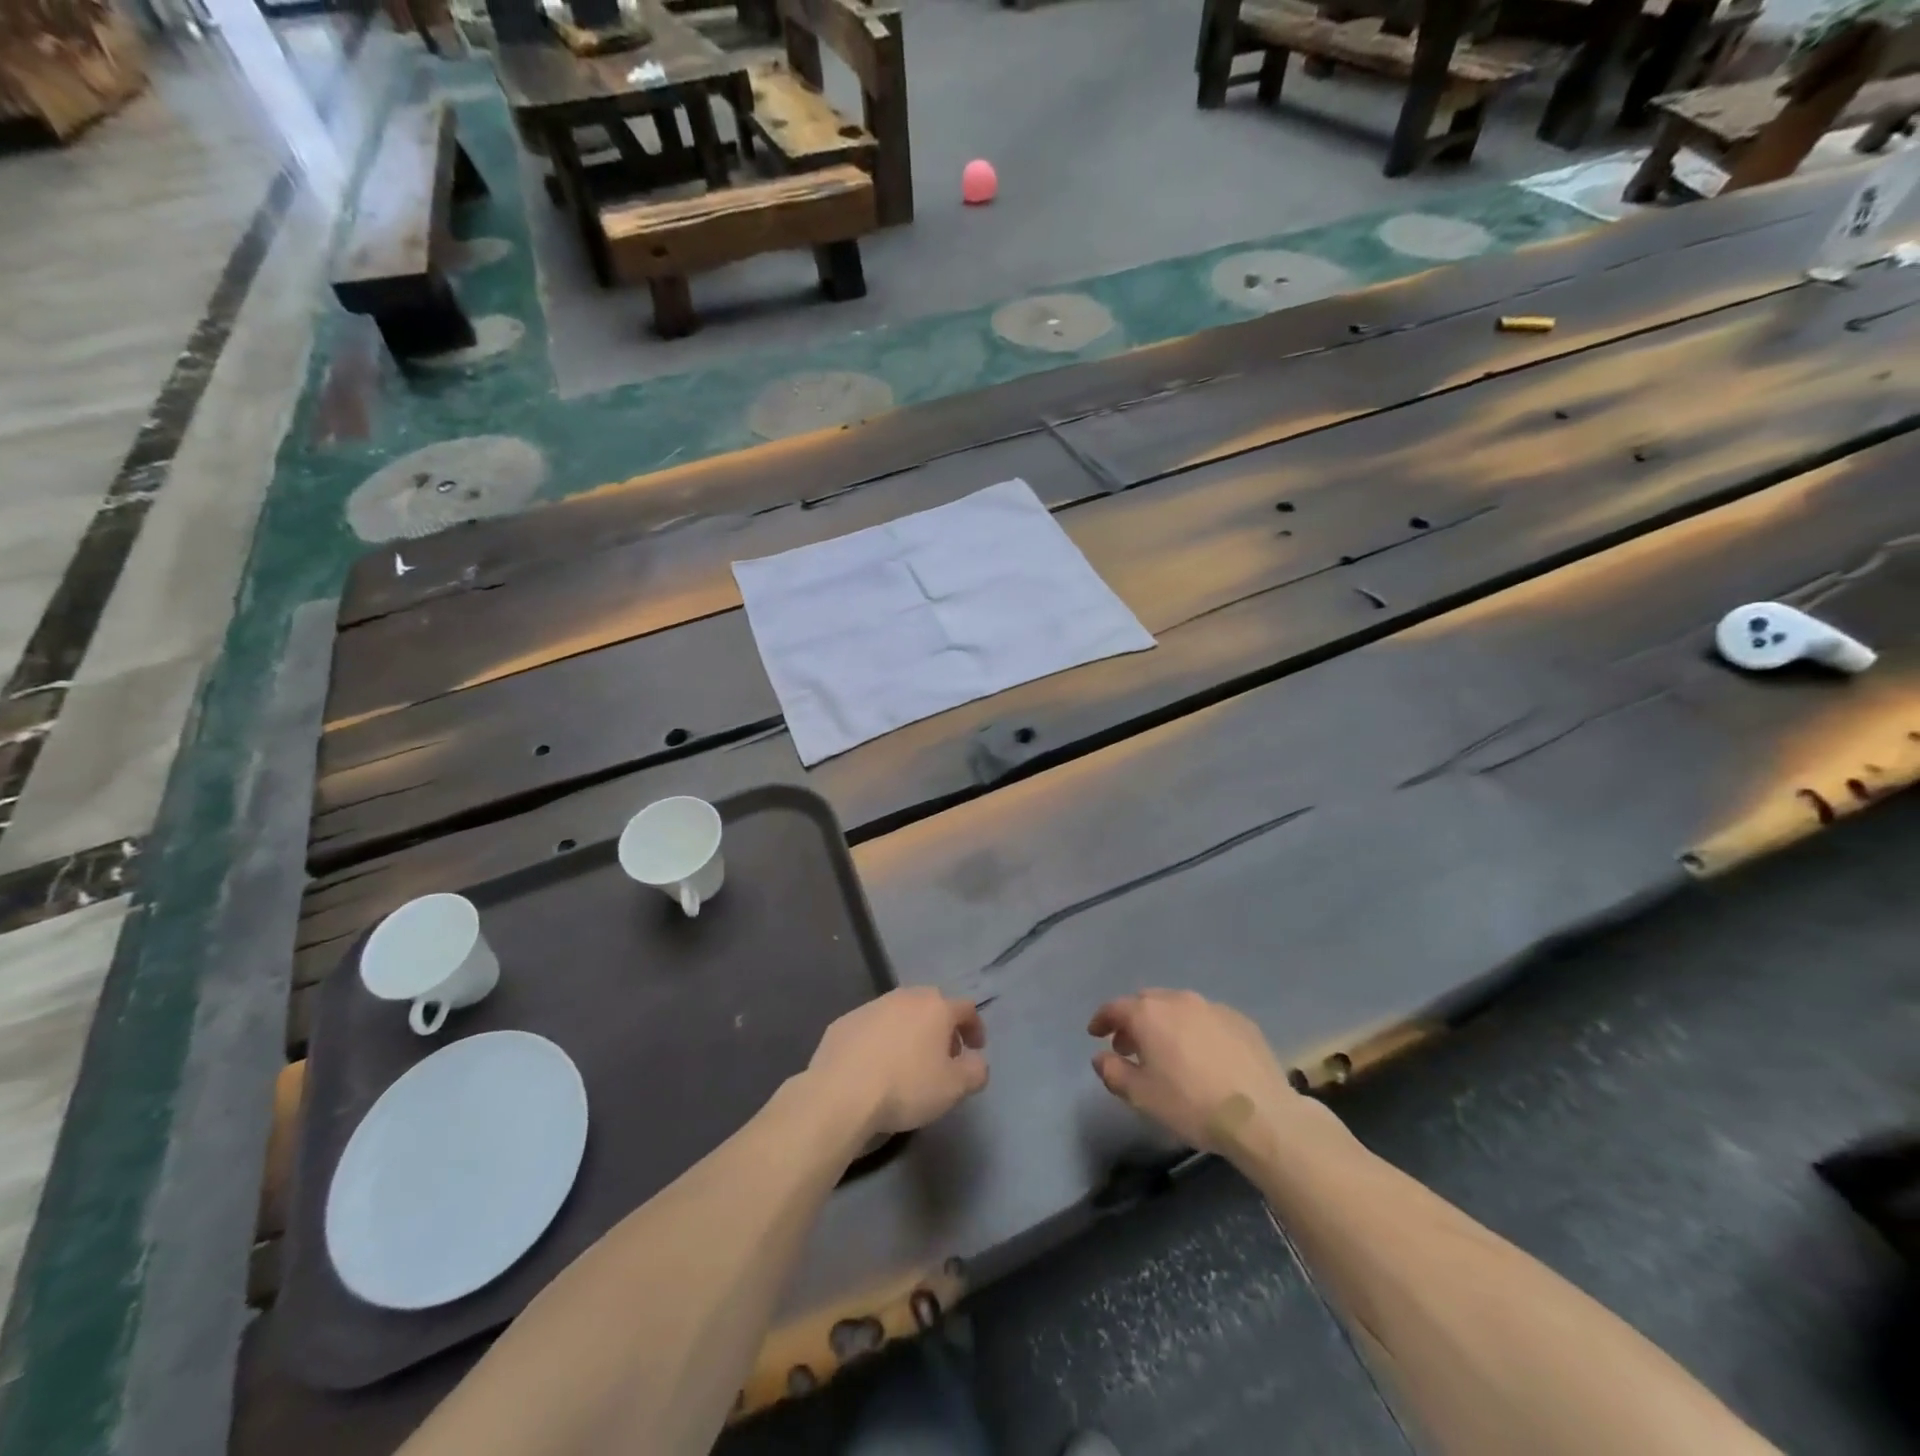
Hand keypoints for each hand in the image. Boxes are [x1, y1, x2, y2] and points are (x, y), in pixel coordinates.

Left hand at [810, 988, 988, 1138]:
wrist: (841, 1092)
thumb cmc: (905, 1087)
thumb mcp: (954, 1088)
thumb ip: (975, 1071)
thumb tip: (976, 1061)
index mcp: (935, 1007)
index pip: (966, 1008)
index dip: (975, 1028)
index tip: (975, 1050)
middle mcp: (905, 997)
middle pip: (932, 1006)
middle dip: (942, 1028)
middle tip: (943, 1057)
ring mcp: (872, 1006)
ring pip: (900, 1014)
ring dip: (910, 1032)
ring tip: (908, 1063)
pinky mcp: (844, 1021)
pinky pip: (872, 1027)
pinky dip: (881, 1041)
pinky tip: (875, 1067)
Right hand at [1088, 990, 1301, 1156]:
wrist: (1261, 1115)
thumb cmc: (1191, 1104)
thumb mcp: (1142, 1096)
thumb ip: (1113, 1072)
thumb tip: (1101, 1057)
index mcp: (1149, 1014)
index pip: (1115, 1007)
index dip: (1101, 1019)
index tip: (1095, 1033)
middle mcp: (1178, 1000)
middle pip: (1146, 1002)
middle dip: (1133, 1020)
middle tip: (1128, 1046)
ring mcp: (1212, 1007)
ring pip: (1178, 1007)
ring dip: (1164, 1023)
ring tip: (1165, 1051)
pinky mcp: (1239, 1020)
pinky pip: (1206, 1018)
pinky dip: (1194, 1030)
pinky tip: (1201, 1055)